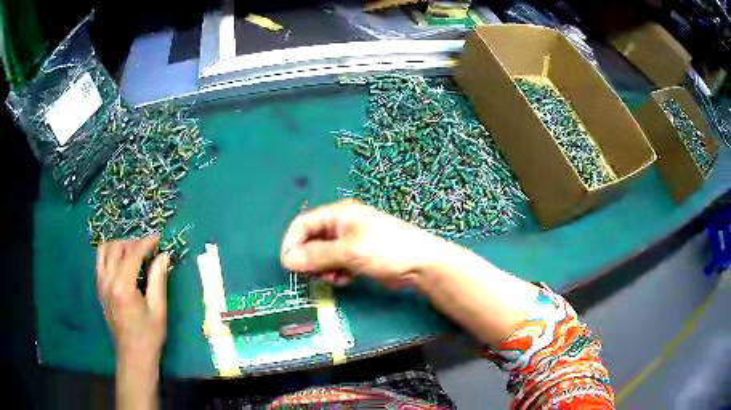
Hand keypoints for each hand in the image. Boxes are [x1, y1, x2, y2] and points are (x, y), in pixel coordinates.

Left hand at [96, 236, 169, 359]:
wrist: (133, 355)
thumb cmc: (149, 335)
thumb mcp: (158, 309)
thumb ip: (158, 279)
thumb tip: (163, 255)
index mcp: (123, 286)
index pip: (133, 253)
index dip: (146, 243)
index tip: (158, 239)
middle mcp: (108, 280)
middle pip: (116, 247)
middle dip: (132, 242)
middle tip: (147, 248)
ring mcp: (101, 284)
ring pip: (104, 250)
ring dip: (119, 246)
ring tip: (133, 253)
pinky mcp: (99, 289)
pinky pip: (100, 262)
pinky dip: (110, 255)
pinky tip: (122, 264)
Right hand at [280, 199, 448, 287]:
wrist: (421, 263)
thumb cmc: (385, 250)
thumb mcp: (348, 252)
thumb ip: (316, 256)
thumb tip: (286, 261)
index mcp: (338, 214)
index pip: (303, 224)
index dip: (292, 242)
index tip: (288, 265)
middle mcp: (341, 225)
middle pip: (311, 241)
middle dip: (309, 259)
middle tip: (314, 275)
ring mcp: (349, 242)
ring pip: (322, 256)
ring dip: (323, 269)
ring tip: (334, 278)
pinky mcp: (357, 257)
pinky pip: (335, 264)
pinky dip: (336, 273)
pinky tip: (345, 280)